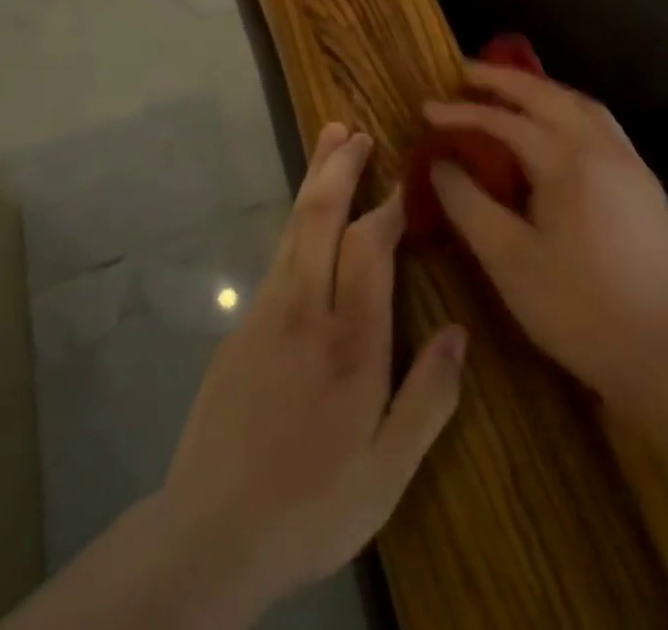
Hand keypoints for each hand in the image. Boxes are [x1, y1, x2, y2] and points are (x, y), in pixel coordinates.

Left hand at [162, 123, 466, 618]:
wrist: (209, 535)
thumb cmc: (311, 505)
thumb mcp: (388, 473)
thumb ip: (429, 397)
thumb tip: (458, 330)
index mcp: (350, 342)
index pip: (369, 247)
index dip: (390, 206)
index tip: (409, 180)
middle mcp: (305, 309)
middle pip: (321, 217)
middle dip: (340, 168)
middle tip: (356, 131)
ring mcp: (266, 312)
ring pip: (294, 227)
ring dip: (314, 179)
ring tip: (331, 142)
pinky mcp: (242, 325)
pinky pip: (278, 253)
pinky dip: (298, 218)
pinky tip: (306, 217)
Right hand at [427, 64, 667, 409]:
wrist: (663, 355)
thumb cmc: (576, 309)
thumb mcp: (507, 259)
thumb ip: (467, 203)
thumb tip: (440, 162)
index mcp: (568, 161)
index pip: (504, 122)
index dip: (461, 113)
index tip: (426, 110)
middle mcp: (602, 147)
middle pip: (547, 94)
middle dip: (502, 79)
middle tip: (464, 72)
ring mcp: (630, 162)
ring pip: (580, 104)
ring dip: (541, 90)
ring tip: (508, 91)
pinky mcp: (645, 183)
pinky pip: (601, 124)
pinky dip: (569, 109)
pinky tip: (556, 127)